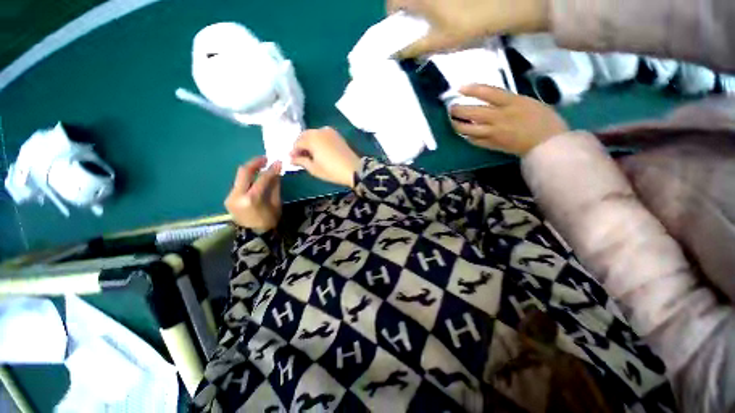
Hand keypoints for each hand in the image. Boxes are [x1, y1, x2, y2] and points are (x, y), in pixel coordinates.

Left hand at [224, 157, 281, 230]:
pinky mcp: (229, 198)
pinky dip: (247, 178)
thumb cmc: (269, 221)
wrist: (254, 236)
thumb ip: (275, 186)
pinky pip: (239, 184)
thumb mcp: (276, 204)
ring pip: (239, 177)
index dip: (271, 169)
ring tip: (261, 166)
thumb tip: (276, 171)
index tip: (278, 162)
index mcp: (251, 199)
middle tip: (265, 158)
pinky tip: (255, 177)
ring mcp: (230, 197)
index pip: (262, 178)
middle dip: (255, 163)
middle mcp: (237, 195)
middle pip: (244, 172)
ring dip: (251, 170)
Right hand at [291, 127, 360, 187]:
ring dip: (309, 143)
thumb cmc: (332, 171)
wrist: (353, 169)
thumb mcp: (314, 169)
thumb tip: (292, 159)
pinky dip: (318, 141)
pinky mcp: (337, 135)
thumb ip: (301, 161)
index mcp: (312, 138)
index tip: (293, 160)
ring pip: (313, 135)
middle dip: (301, 146)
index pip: (297, 143)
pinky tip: (319, 151)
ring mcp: (329, 131)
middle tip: (300, 158)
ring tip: (309, 156)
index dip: (293, 152)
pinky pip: (322, 135)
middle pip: (304, 136)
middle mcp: (319, 131)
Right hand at [389, 0, 548, 58]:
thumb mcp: (437, 42)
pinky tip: (440, 13)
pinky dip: (431, 7)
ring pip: (420, 0)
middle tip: (412, 24)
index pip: (393, 1)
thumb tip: (396, 55)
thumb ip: (414, 48)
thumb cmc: (465, 25)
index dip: (391, 14)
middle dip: (405, 9)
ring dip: (418, 7)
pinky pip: (434, 2)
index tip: (398, 27)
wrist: (500, 7)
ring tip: (427, 20)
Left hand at [450, 85, 568, 155]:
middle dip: (458, 110)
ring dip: (457, 125)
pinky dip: (467, 137)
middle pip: (473, 112)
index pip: (488, 93)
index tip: (459, 88)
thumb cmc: (544, 120)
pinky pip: (474, 141)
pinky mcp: (492, 145)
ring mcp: (494, 132)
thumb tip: (491, 101)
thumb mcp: (528, 102)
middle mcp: (500, 117)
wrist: (548, 144)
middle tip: (451, 108)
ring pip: (469, 129)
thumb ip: (509, 101)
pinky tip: (464, 134)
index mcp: (512, 103)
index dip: (472, 89)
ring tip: (453, 121)